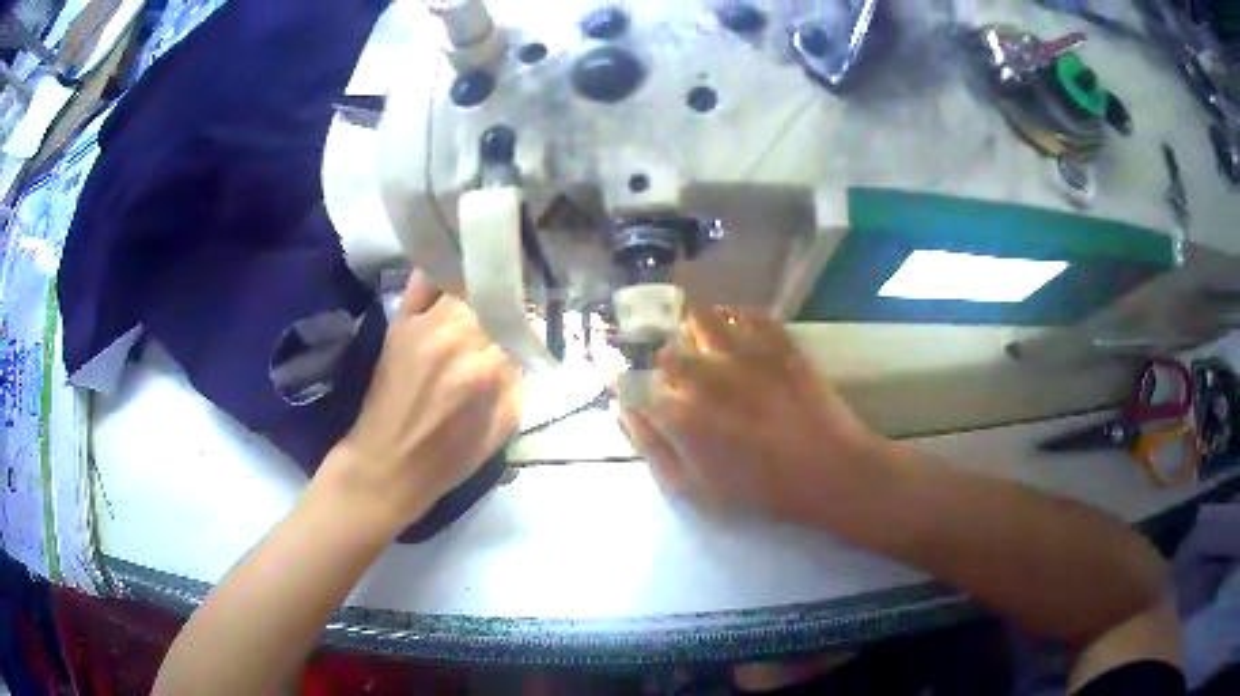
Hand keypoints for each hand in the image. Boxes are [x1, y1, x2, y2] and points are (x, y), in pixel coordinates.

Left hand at [317, 274, 521, 534]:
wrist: (387, 464)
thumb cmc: (448, 458)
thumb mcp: (502, 429)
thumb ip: (519, 383)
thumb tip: (523, 349)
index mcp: (485, 370)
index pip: (518, 326)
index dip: (526, 329)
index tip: (528, 334)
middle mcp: (456, 338)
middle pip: (493, 298)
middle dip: (505, 305)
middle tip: (509, 314)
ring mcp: (424, 325)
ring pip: (464, 284)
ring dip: (478, 289)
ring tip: (485, 293)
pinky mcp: (400, 322)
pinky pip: (424, 281)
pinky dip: (442, 273)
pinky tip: (454, 277)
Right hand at [620, 309, 887, 524]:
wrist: (828, 472)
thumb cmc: (760, 490)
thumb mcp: (694, 489)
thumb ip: (653, 448)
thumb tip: (625, 410)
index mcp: (680, 416)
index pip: (636, 386)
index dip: (629, 385)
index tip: (632, 386)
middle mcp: (705, 376)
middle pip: (668, 352)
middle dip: (666, 363)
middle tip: (678, 376)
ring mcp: (744, 354)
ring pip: (701, 318)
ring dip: (694, 329)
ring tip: (702, 343)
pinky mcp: (778, 342)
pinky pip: (747, 312)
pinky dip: (734, 315)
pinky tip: (735, 329)